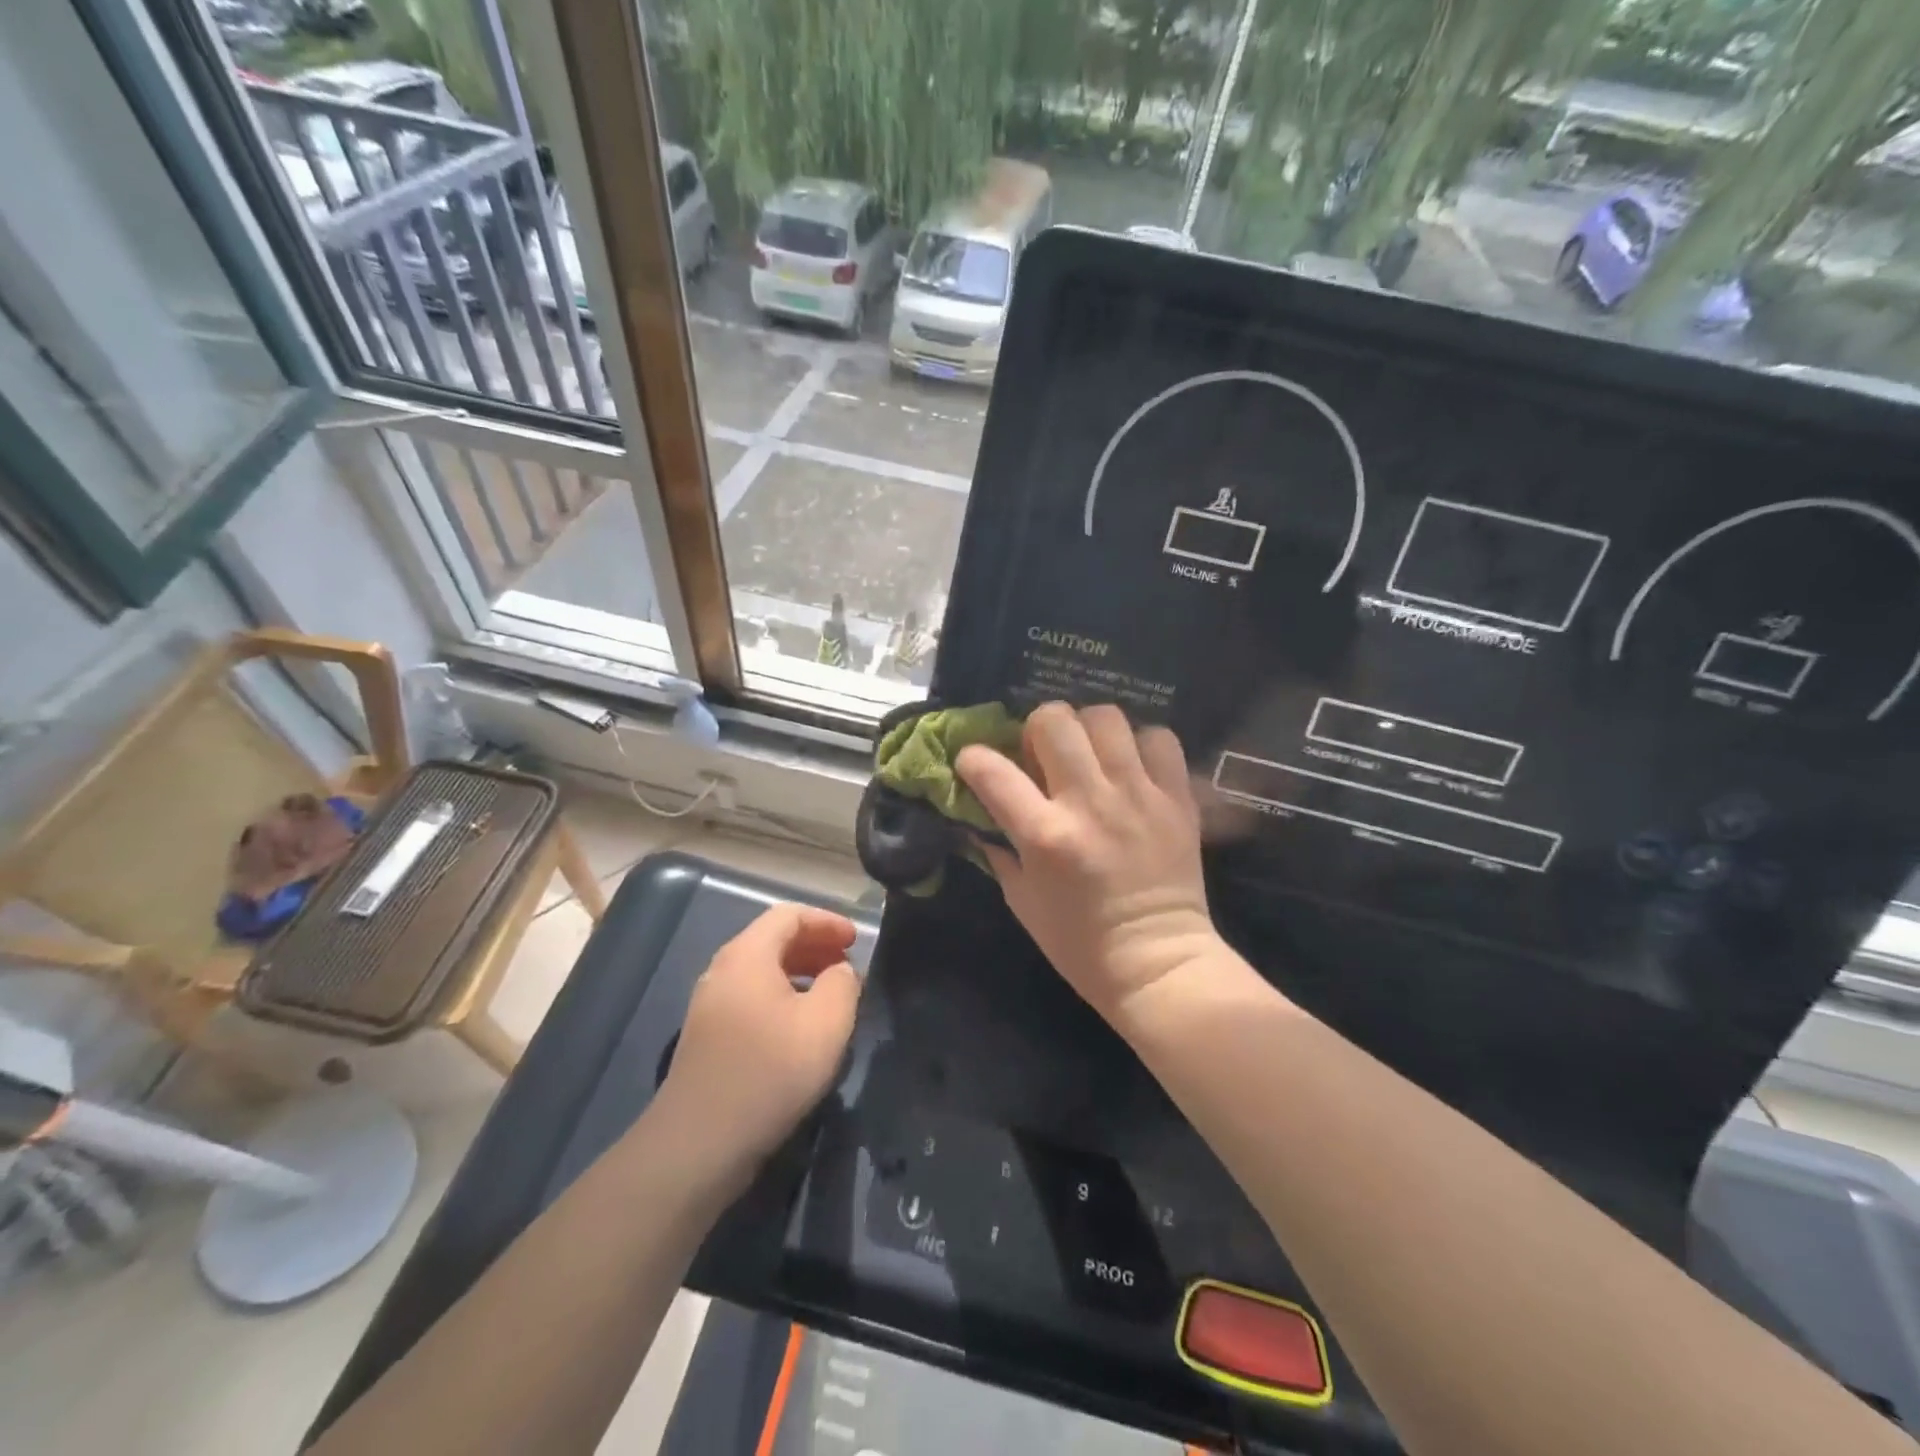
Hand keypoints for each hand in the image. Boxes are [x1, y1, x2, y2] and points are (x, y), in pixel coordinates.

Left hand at [655, 904, 861, 1185]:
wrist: (699, 1143)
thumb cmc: (770, 1071)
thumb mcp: (826, 1023)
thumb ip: (843, 984)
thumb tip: (840, 971)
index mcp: (747, 955)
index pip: (789, 915)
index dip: (827, 921)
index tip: (856, 940)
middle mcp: (723, 970)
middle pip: (773, 939)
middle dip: (815, 945)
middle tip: (847, 963)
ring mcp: (710, 1004)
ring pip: (762, 970)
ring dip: (800, 972)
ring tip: (832, 993)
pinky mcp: (708, 1036)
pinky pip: (751, 997)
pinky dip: (782, 996)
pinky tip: (801, 1026)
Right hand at [956, 703, 1219, 1028]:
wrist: (1157, 964)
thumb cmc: (1080, 943)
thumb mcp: (1022, 902)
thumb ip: (999, 852)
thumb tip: (981, 817)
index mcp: (1045, 835)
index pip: (992, 770)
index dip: (973, 758)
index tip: (974, 762)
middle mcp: (1090, 803)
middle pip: (1054, 721)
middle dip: (1037, 728)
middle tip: (1042, 753)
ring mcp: (1138, 795)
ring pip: (1106, 718)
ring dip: (1088, 730)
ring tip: (1089, 754)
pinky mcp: (1176, 798)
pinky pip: (1159, 739)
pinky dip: (1140, 744)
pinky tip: (1132, 767)